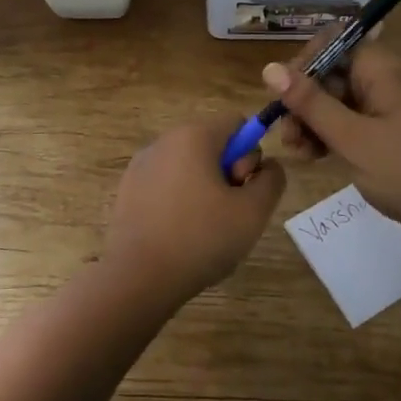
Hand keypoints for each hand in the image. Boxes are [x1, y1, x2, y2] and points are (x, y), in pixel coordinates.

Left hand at [104, 115, 287, 301]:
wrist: (137, 278)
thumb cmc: (200, 239)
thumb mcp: (254, 212)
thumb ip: (272, 180)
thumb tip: (268, 166)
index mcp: (194, 135)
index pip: (237, 123)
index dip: (250, 154)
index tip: (242, 189)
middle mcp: (164, 140)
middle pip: (212, 143)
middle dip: (228, 172)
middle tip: (227, 212)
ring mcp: (141, 164)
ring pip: (189, 165)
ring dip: (205, 188)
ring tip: (203, 229)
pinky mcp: (127, 189)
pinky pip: (166, 183)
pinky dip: (179, 200)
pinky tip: (178, 234)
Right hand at [263, 36, 400, 257]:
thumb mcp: (352, 137)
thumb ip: (310, 103)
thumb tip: (270, 68)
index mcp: (381, 70)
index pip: (333, 43)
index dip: (305, 63)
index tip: (283, 93)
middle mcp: (385, 82)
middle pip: (332, 74)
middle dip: (303, 100)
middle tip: (286, 134)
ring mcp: (387, 111)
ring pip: (337, 103)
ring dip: (312, 122)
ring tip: (297, 152)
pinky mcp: (388, 137)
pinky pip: (350, 125)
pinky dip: (329, 137)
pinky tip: (313, 158)